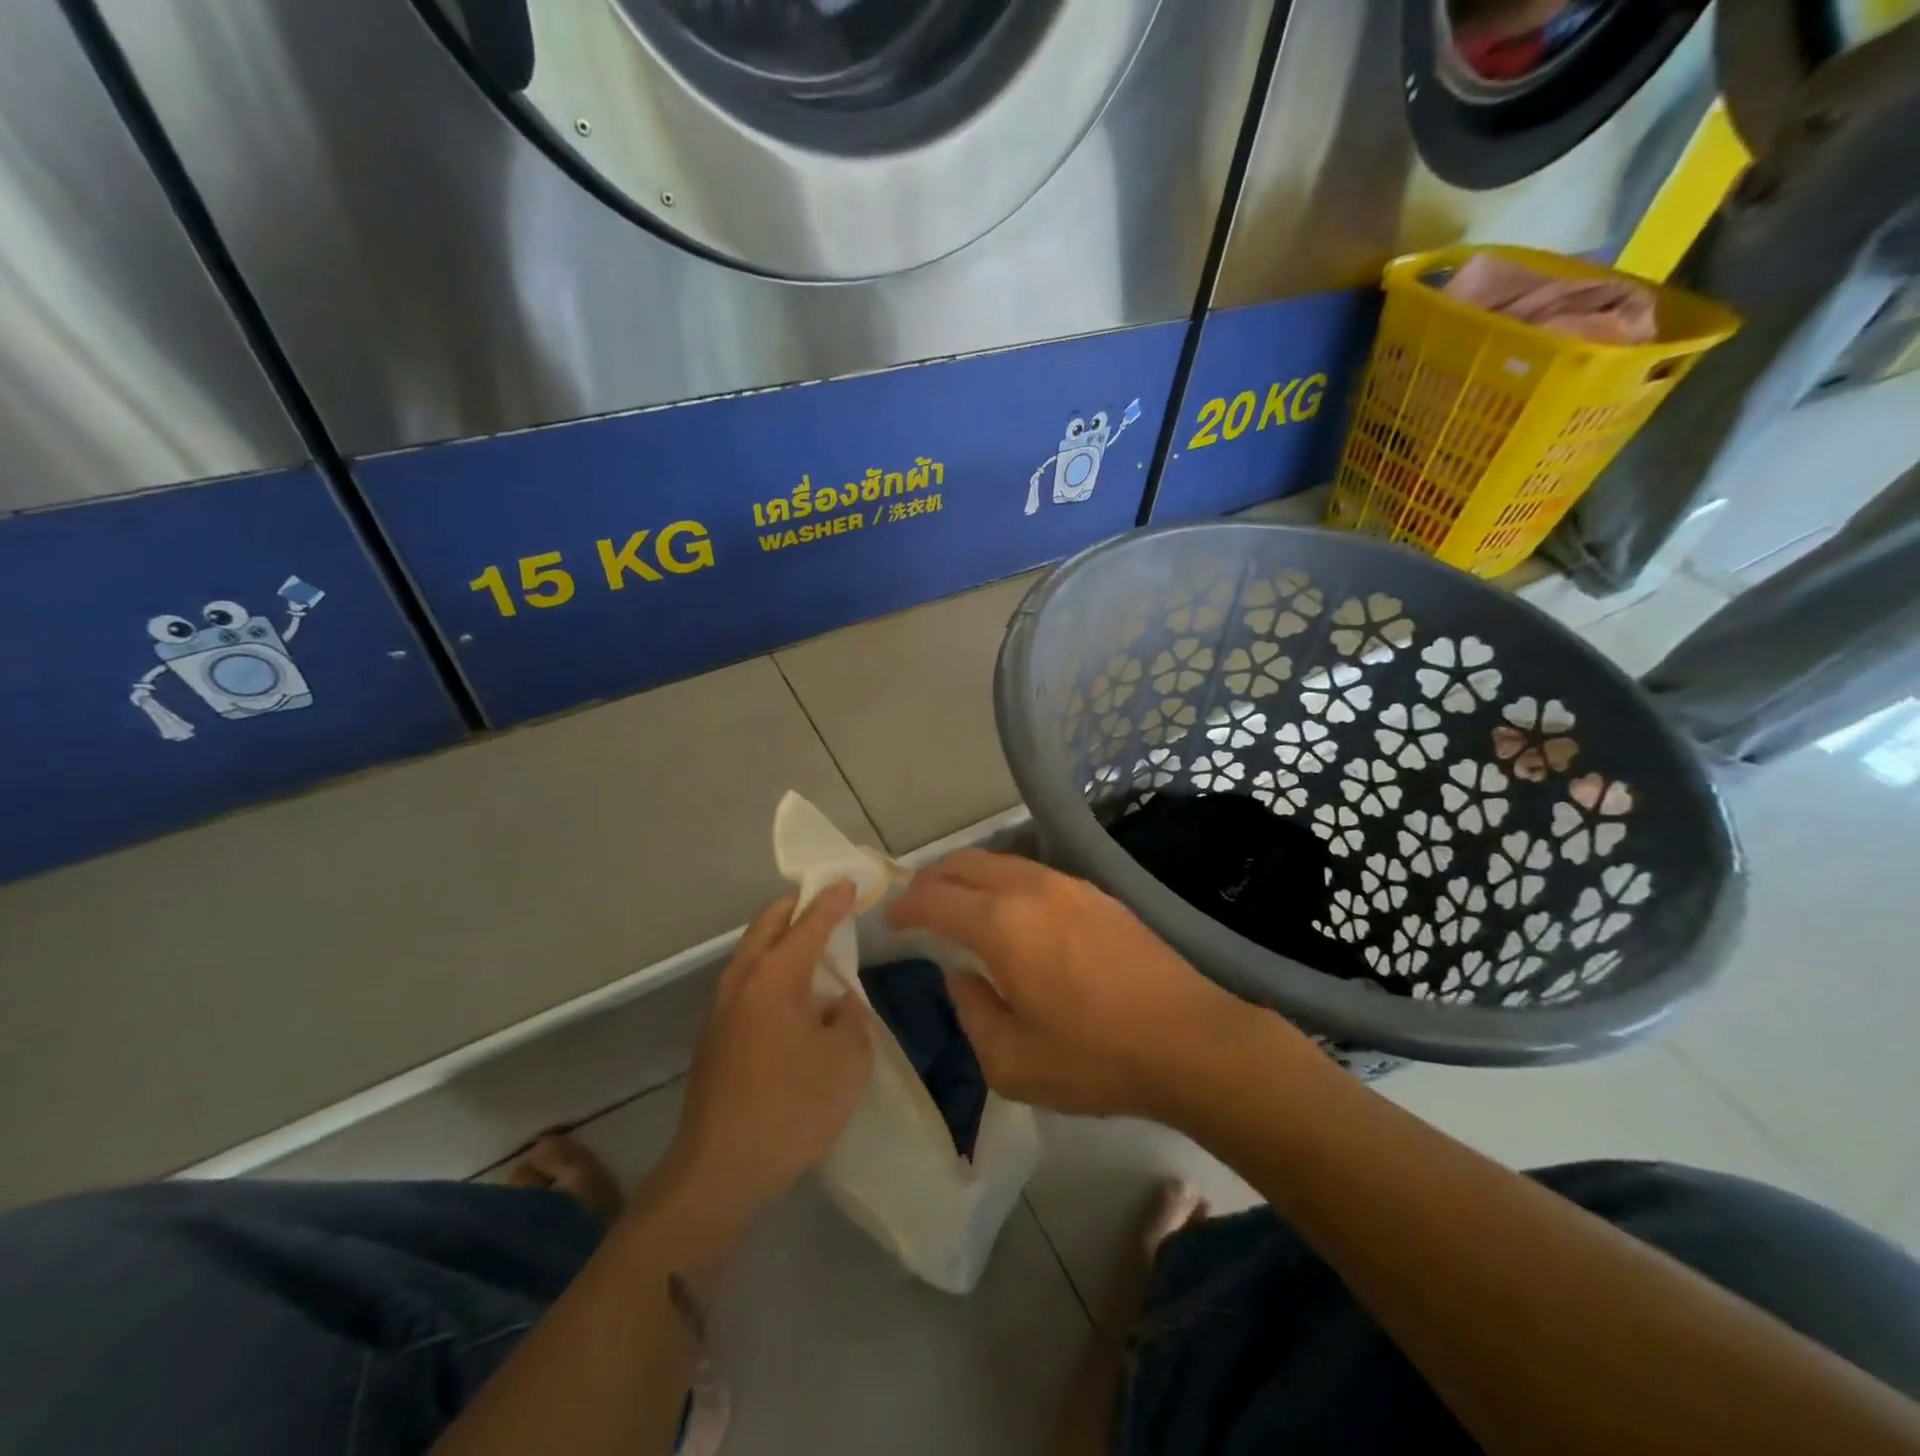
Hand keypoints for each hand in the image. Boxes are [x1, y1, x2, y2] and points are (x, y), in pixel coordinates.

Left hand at [656, 883, 871, 1232]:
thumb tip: (836, 1003)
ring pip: (751, 952)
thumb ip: (850, 1018)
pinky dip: (769, 969)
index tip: (849, 881)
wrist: (719, 1171)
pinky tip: (790, 997)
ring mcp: (721, 1009)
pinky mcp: (714, 1038)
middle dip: (796, 907)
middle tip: (825, 901)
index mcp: (775, 976)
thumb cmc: (791, 1108)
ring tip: (811, 945)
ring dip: (779, 939)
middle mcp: (742, 980)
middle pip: (767, 924)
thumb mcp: (847, 1061)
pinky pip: (746, 982)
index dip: (832, 901)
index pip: (809, 923)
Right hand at [886, 851, 1283, 1120]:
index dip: (906, 906)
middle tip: (916, 901)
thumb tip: (961, 975)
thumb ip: (972, 1011)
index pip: (937, 899)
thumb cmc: (1094, 1057)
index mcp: (1002, 924)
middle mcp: (1031, 889)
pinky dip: (1006, 882)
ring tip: (959, 901)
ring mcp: (1070, 886)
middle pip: (967, 864)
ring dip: (971, 876)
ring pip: (1004, 862)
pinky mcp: (1099, 895)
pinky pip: (1035, 873)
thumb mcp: (1012, 1061)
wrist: (1189, 1040)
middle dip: (933, 878)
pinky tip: (1012, 910)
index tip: (891, 919)